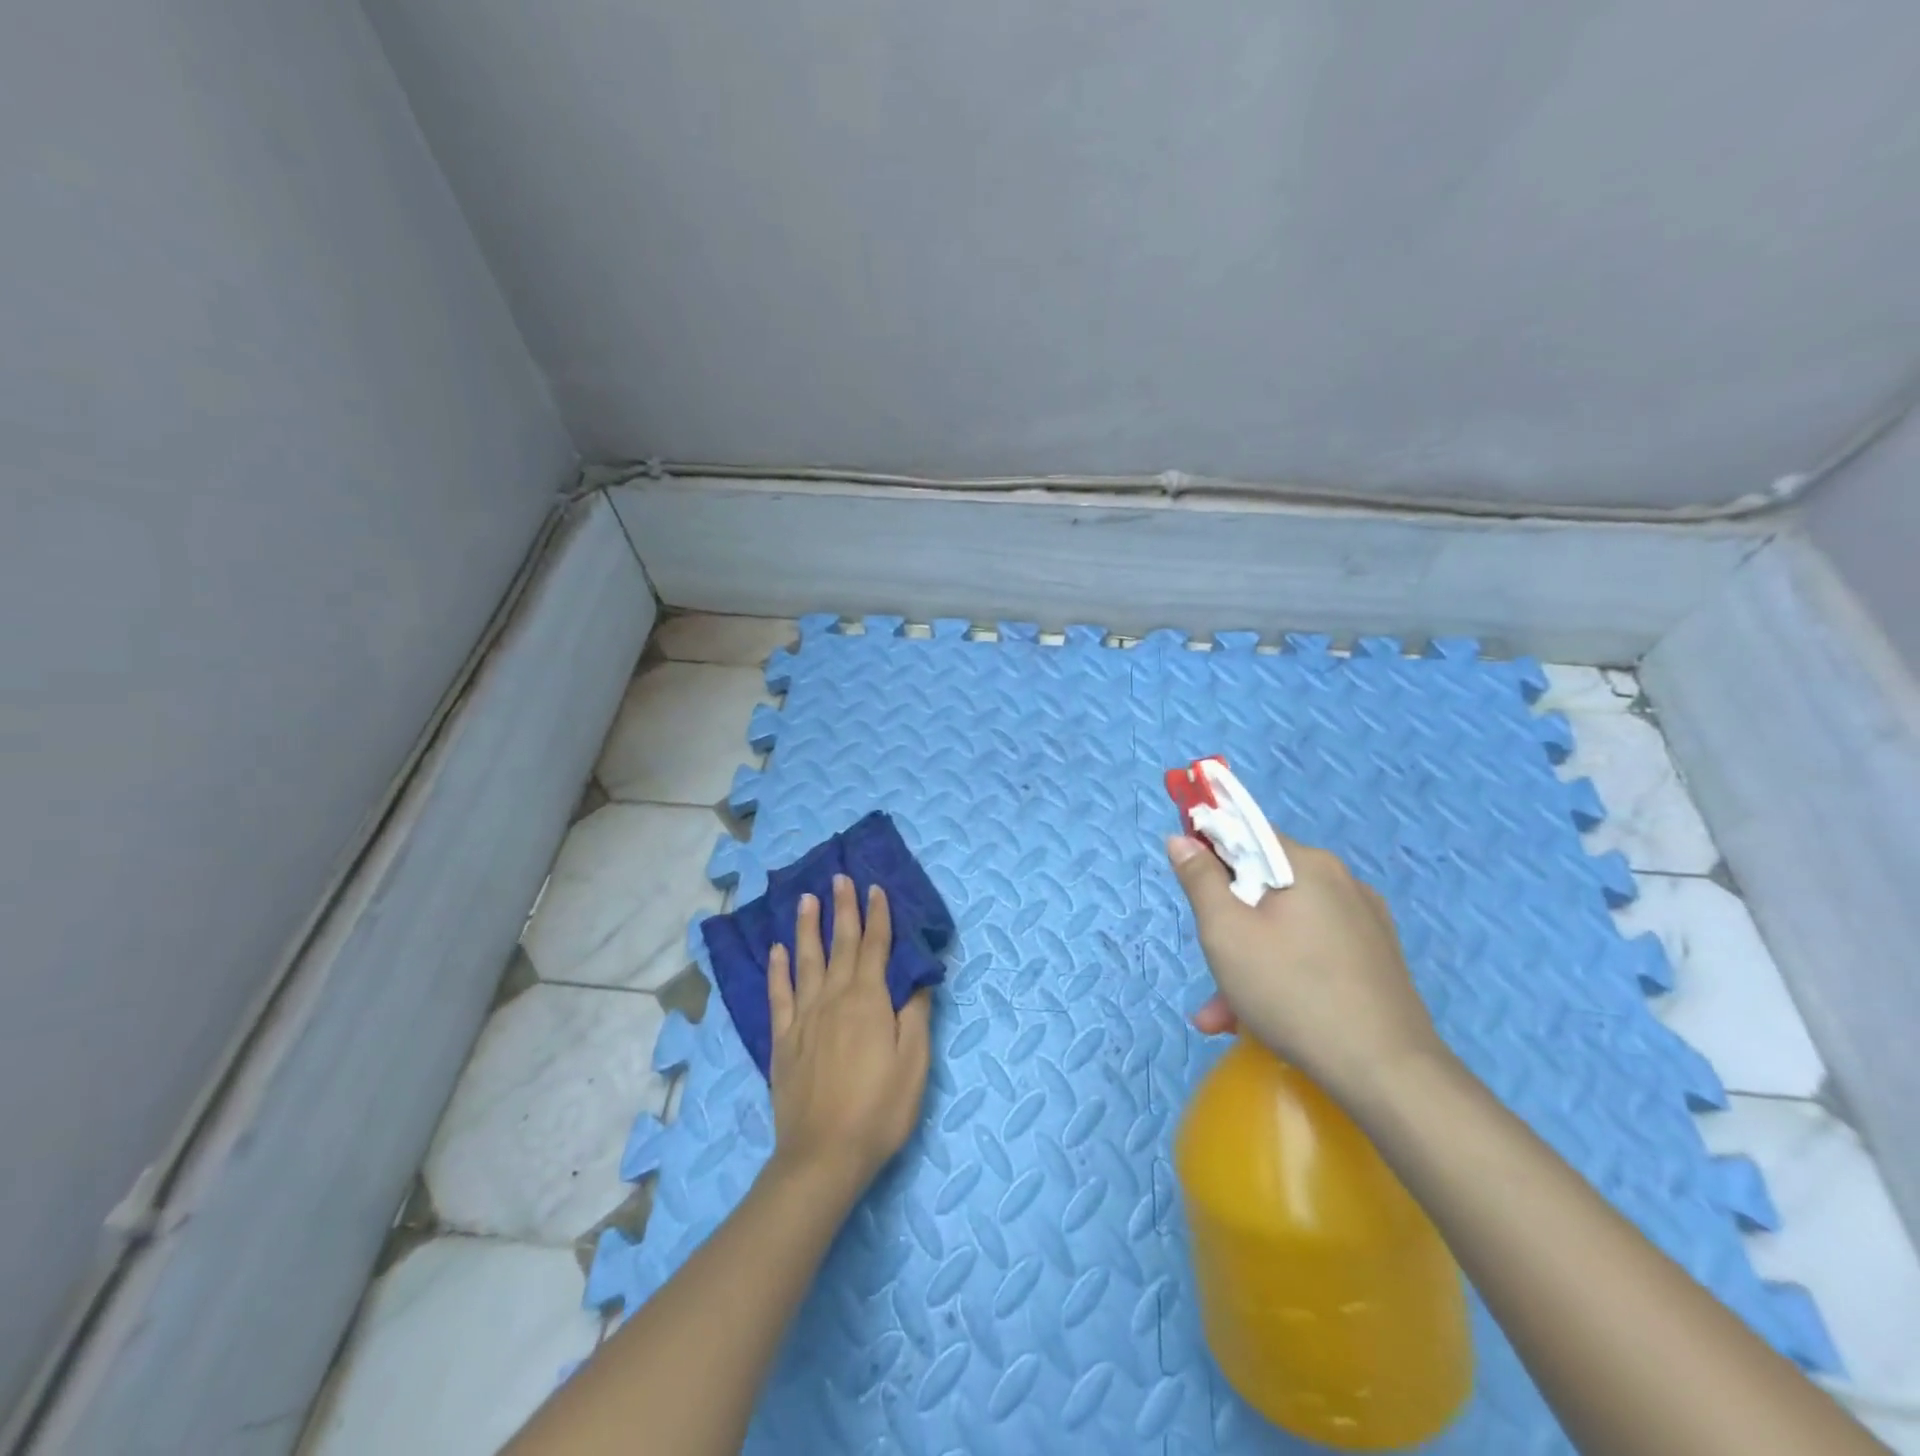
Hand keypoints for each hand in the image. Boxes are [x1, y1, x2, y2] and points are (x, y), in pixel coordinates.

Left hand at [765, 875, 932, 1198]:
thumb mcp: (914, 1063)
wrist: (824, 1156)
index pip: (875, 947)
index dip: (878, 916)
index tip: (876, 888)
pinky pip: (779, 995)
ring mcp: (804, 1018)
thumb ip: (915, 1014)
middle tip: (840, 877)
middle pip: (840, 944)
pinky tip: (777, 951)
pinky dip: (777, 969)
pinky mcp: (783, 1040)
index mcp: (869, 1001)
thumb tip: (918, 977)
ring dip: (808, 927)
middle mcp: (834, 999)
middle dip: (843, 909)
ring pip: (806, 960)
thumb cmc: (880, 1109)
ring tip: (807, 899)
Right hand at [1166, 832, 1446, 1108]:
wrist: (1387, 1074)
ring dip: (1249, 962)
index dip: (1212, 853)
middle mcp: (1342, 883)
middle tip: (1209, 969)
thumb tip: (1182, 838)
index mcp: (1308, 865)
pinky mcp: (1376, 961)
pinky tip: (1261, 1021)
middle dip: (1228, 925)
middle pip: (1265, 888)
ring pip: (1285, 928)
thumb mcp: (1225, 932)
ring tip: (1224, 1016)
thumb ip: (1200, 880)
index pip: (1248, 834)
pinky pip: (1312, 953)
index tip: (1193, 889)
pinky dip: (1282, 975)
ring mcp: (1365, 924)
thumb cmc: (1292, 991)